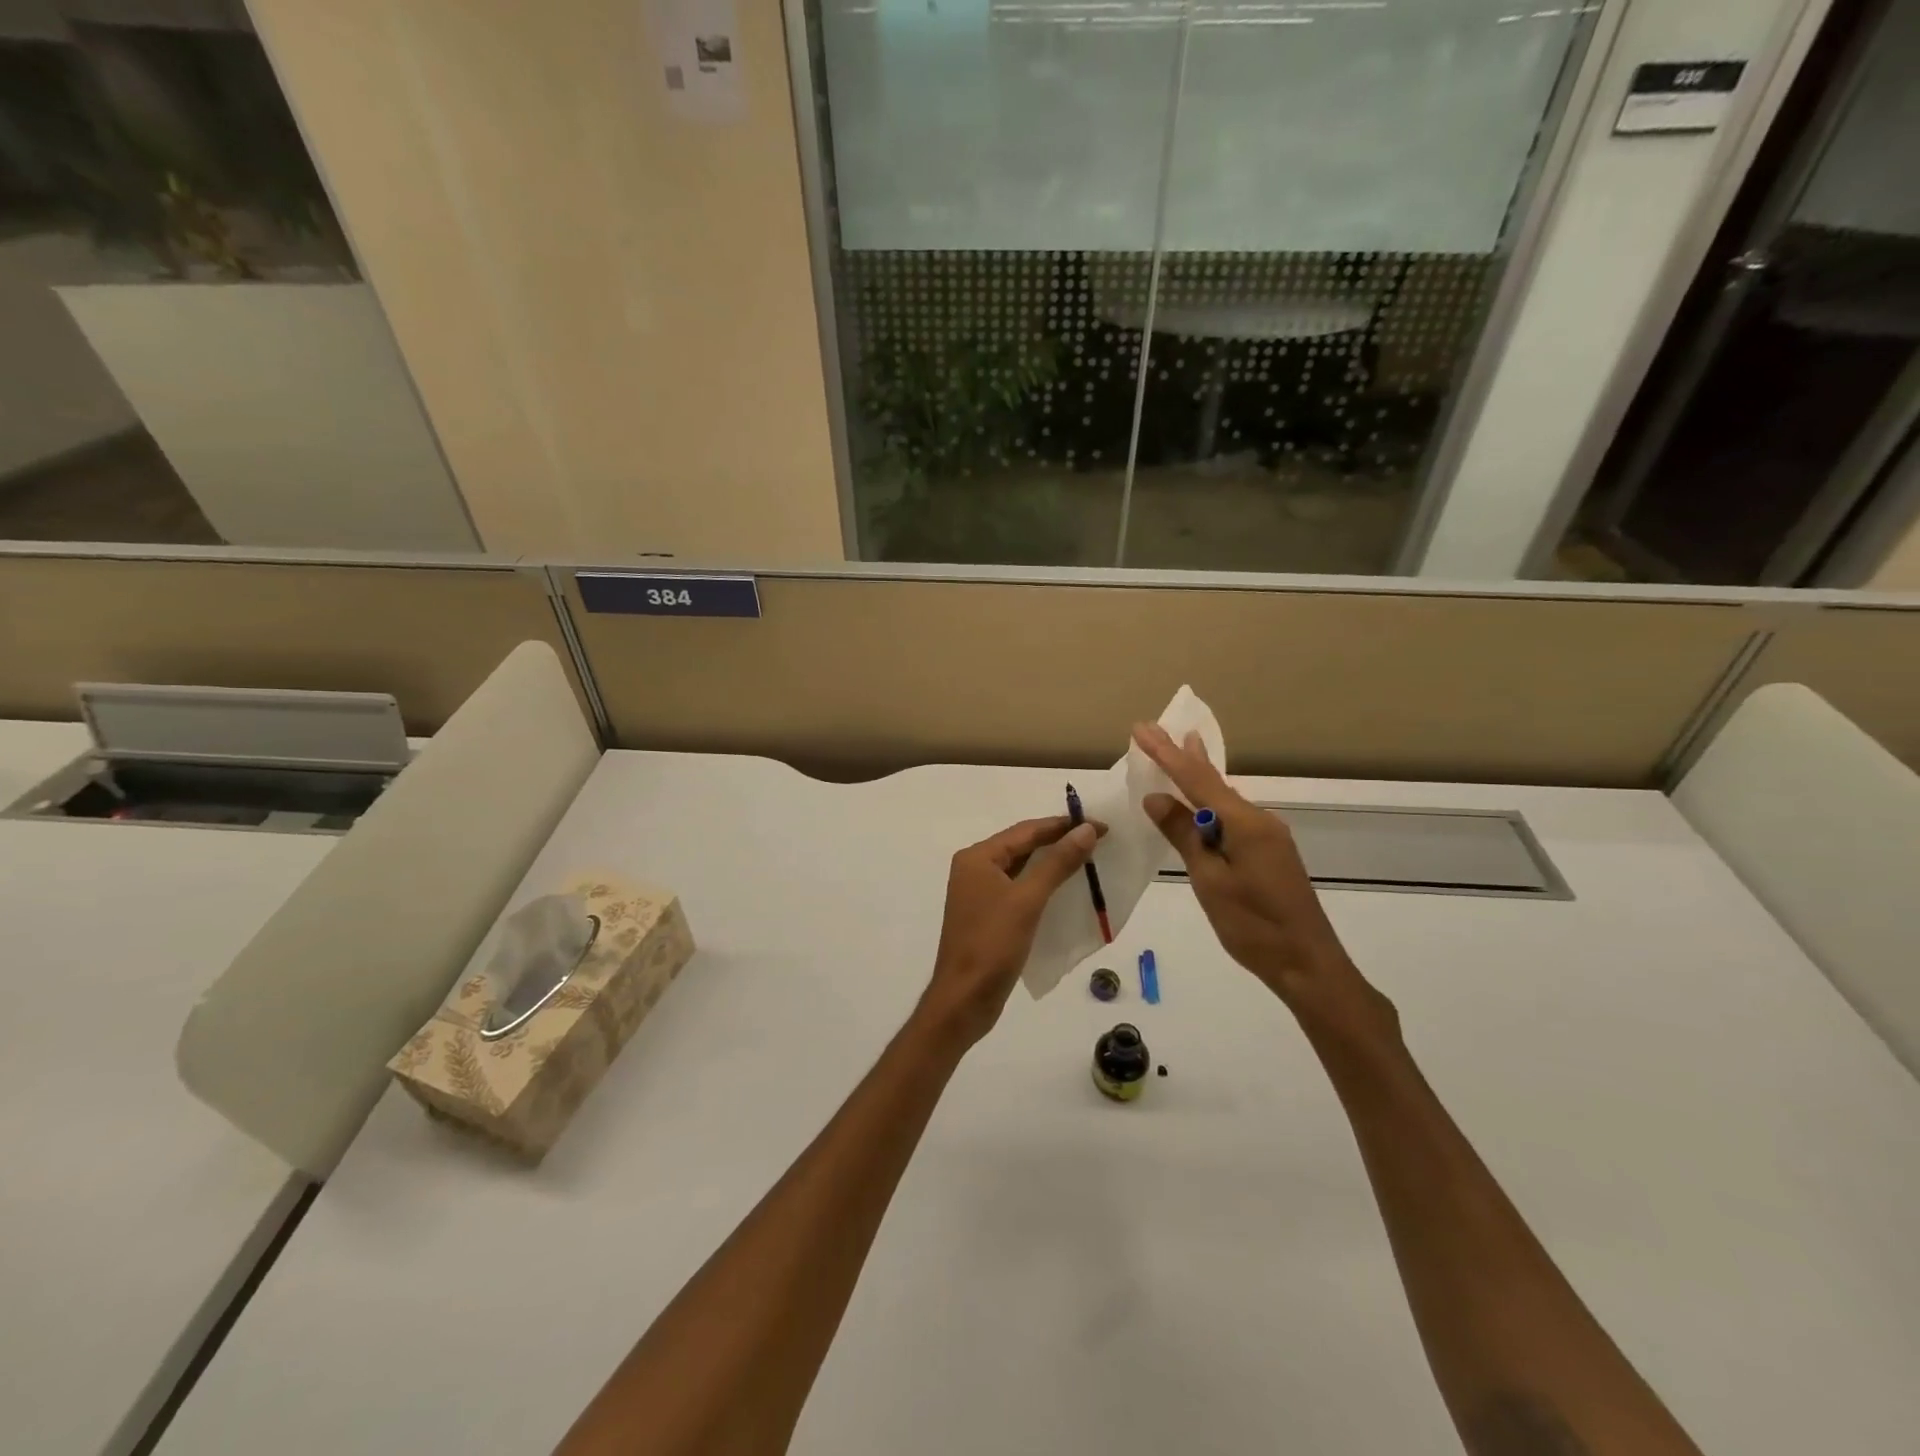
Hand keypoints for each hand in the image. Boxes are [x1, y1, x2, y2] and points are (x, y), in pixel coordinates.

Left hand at [917, 816, 1099, 1049]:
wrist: (964, 1000)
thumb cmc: (992, 945)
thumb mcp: (1028, 900)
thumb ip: (1057, 862)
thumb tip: (1086, 829)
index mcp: (977, 858)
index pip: (1026, 830)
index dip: (1064, 825)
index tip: (1101, 826)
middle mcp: (975, 869)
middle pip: (1023, 846)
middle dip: (1060, 841)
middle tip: (1099, 840)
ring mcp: (980, 894)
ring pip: (1022, 869)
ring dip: (1053, 863)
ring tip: (1090, 860)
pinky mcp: (989, 917)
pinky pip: (1020, 890)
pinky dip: (1044, 886)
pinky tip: (1067, 890)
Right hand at [1134, 723, 1397, 1046]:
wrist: (1308, 965)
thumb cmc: (1254, 926)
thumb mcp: (1210, 881)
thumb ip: (1184, 836)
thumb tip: (1157, 798)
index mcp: (1244, 824)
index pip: (1196, 779)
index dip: (1166, 753)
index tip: (1141, 728)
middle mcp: (1259, 821)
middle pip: (1213, 781)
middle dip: (1182, 755)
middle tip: (1156, 730)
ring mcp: (1268, 836)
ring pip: (1224, 799)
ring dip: (1197, 776)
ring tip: (1181, 748)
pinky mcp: (1269, 853)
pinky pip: (1232, 817)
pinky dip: (1210, 802)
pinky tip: (1201, 801)